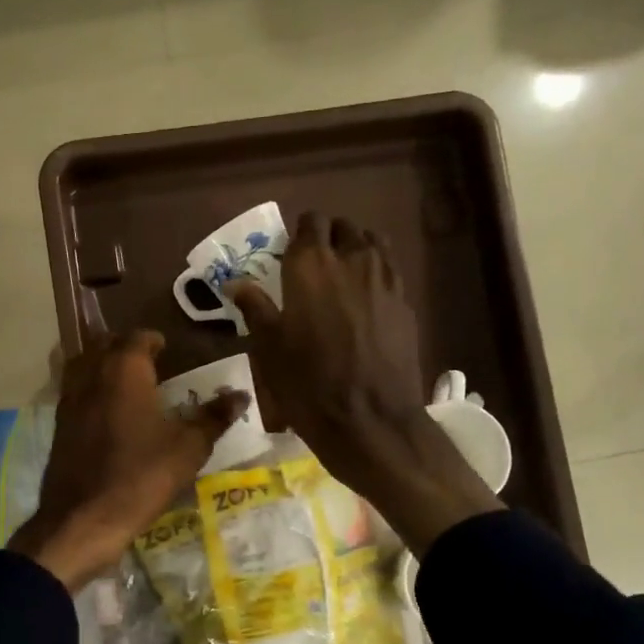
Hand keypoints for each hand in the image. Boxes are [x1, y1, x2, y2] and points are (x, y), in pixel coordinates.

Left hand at [9, 331, 246, 591]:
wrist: (83, 519)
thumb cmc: (141, 476)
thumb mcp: (188, 449)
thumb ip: (214, 418)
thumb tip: (241, 395)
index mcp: (124, 370)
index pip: (138, 337)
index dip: (154, 340)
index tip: (168, 350)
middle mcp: (92, 375)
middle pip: (105, 345)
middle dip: (126, 348)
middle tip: (150, 363)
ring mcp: (69, 400)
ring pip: (84, 366)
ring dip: (103, 366)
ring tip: (127, 384)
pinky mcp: (58, 426)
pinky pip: (75, 393)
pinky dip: (90, 392)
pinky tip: (107, 414)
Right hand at [229, 214, 500, 556]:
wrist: (370, 419)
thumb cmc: (308, 385)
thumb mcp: (269, 349)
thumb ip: (256, 308)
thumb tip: (237, 284)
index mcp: (311, 266)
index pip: (309, 224)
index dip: (299, 233)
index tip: (290, 252)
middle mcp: (351, 260)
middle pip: (343, 227)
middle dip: (328, 237)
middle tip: (314, 265)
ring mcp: (385, 279)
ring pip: (372, 242)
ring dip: (356, 249)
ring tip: (343, 274)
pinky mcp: (405, 302)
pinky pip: (390, 270)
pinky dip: (376, 272)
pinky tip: (366, 298)